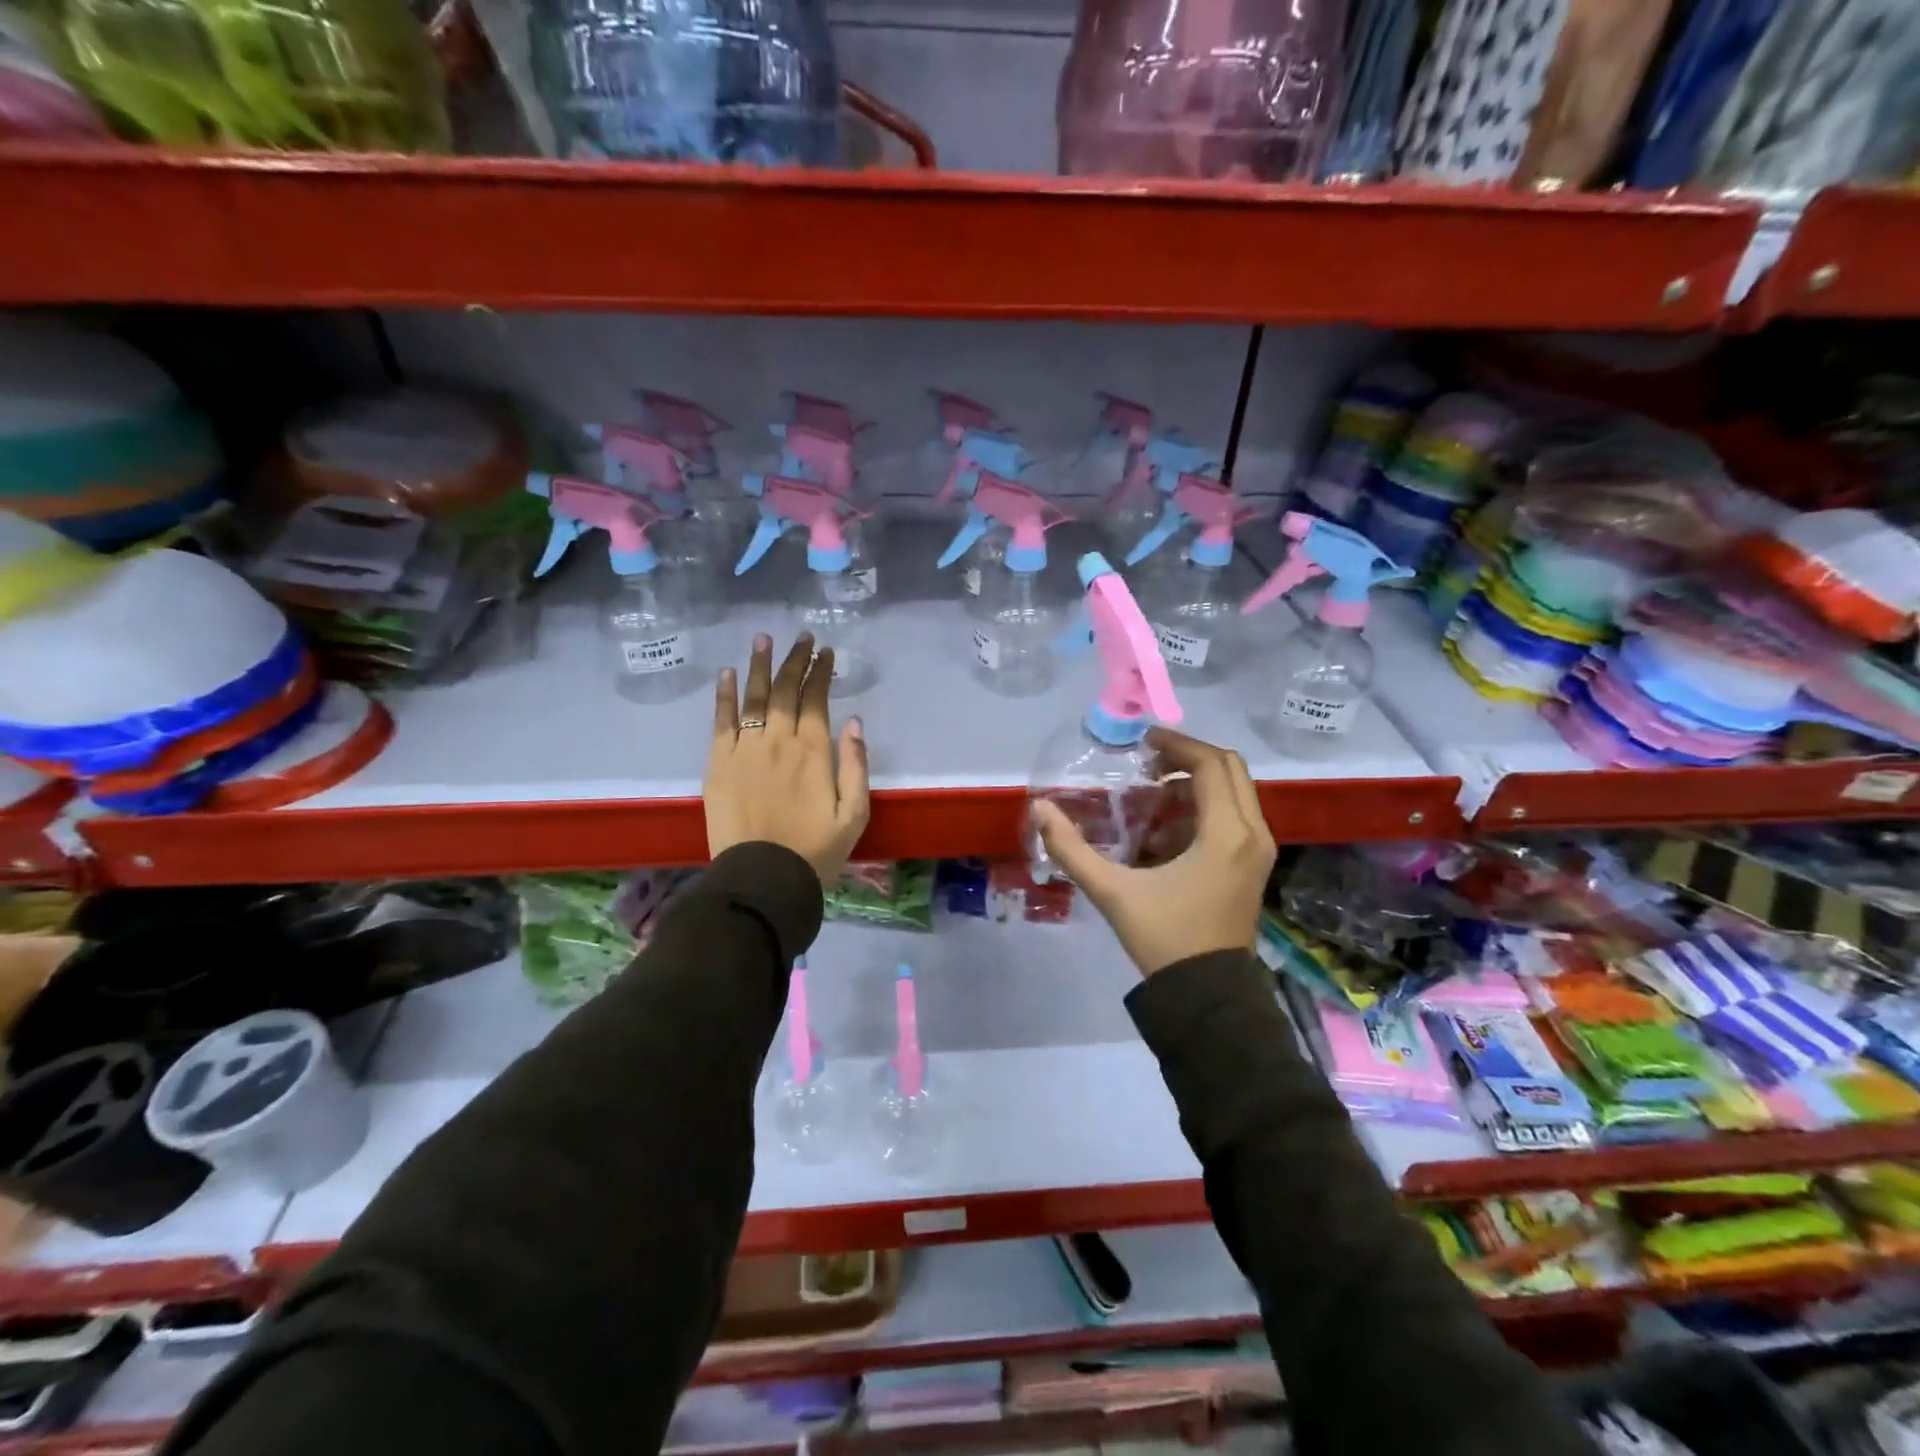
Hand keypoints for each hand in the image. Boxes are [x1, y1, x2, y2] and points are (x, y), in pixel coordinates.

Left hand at [705, 633, 870, 882]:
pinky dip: (725, 695)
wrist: (763, 878)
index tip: (825, 651)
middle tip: (800, 636)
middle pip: (785, 690)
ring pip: (753, 697)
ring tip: (763, 638)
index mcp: (814, 751)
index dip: (821, 672)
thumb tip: (854, 722)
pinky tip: (728, 674)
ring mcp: (745, 749)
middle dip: (794, 660)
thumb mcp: (854, 813)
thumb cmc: (815, 850)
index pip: (817, 699)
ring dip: (759, 665)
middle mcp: (778, 741)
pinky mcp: (718, 763)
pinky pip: (721, 721)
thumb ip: (856, 764)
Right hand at [1032, 728, 1273, 976]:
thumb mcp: (1113, 892)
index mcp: (1227, 834)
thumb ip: (1072, 849)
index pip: (1210, 764)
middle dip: (1187, 757)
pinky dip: (1203, 807)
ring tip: (1151, 790)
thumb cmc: (1165, 940)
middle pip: (1229, 769)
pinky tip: (1165, 826)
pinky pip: (1234, 816)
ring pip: (1235, 792)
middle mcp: (1253, 834)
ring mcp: (1258, 851)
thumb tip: (1040, 809)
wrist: (1207, 997)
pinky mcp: (1252, 866)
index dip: (1176, 744)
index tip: (1141, 743)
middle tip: (1146, 761)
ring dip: (1195, 782)